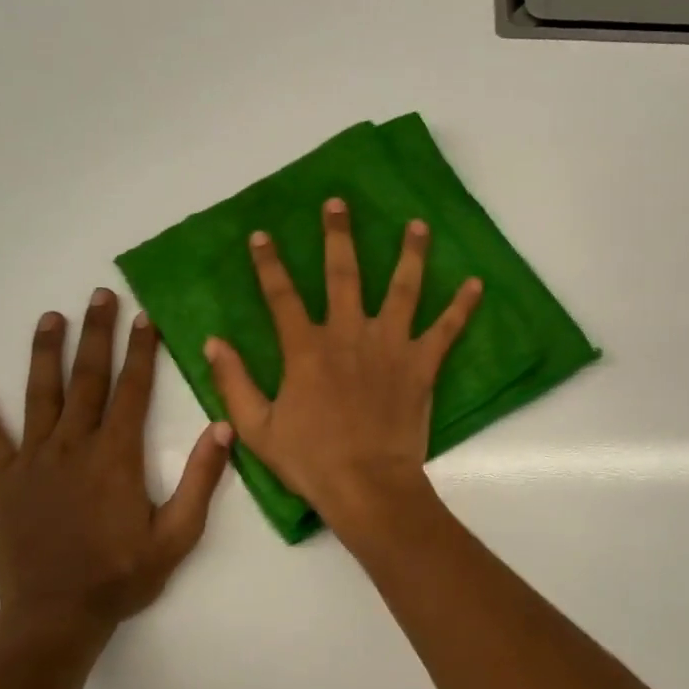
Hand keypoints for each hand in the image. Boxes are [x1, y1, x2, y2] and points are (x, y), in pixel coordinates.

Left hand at [0, 289, 231, 642]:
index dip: (141, 351)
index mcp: (117, 456)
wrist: (56, 615)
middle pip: (86, 379)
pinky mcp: (5, 484)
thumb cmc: (123, 574)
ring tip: (49, 318)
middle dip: (96, 334)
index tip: (144, 318)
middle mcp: (73, 447)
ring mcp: (34, 463)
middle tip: (99, 295)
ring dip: (45, 354)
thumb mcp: (179, 534)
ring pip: (39, 397)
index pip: (132, 390)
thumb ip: (202, 479)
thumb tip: (223, 427)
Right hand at [204, 197, 481, 537]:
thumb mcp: (257, 428)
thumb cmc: (311, 460)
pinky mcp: (421, 365)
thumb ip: (234, 382)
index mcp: (306, 349)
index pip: (281, 296)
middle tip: (339, 203)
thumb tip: (212, 342)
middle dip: (339, 236)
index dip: (269, 264)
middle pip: (344, 274)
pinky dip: (462, 307)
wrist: (367, 485)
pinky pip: (446, 330)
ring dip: (410, 254)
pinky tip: (477, 283)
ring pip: (402, 289)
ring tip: (418, 224)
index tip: (261, 235)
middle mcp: (349, 335)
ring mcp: (390, 346)